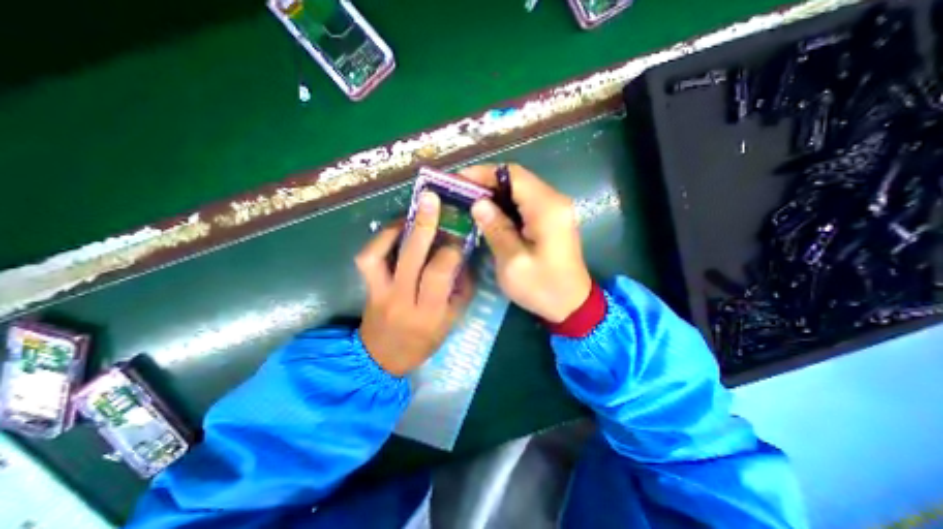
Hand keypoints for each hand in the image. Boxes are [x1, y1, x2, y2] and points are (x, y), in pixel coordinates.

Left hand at [354, 192, 471, 377]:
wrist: (383, 358)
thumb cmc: (424, 341)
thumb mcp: (452, 321)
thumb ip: (461, 289)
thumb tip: (462, 257)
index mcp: (429, 312)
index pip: (439, 273)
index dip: (450, 250)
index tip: (458, 238)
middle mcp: (402, 299)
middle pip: (411, 257)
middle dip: (424, 225)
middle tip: (432, 199)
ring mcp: (379, 292)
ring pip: (379, 255)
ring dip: (395, 230)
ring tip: (410, 215)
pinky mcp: (367, 287)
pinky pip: (367, 259)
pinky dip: (379, 240)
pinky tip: (395, 231)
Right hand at [459, 163, 586, 321]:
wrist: (572, 304)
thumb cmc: (542, 287)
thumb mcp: (513, 262)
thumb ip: (496, 229)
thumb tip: (478, 203)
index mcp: (547, 209)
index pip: (513, 175)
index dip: (484, 173)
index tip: (459, 179)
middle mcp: (555, 201)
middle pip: (517, 179)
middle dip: (487, 182)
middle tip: (461, 193)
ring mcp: (556, 209)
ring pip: (520, 189)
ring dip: (496, 193)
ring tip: (470, 202)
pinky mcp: (553, 218)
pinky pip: (526, 202)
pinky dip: (506, 204)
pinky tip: (490, 214)